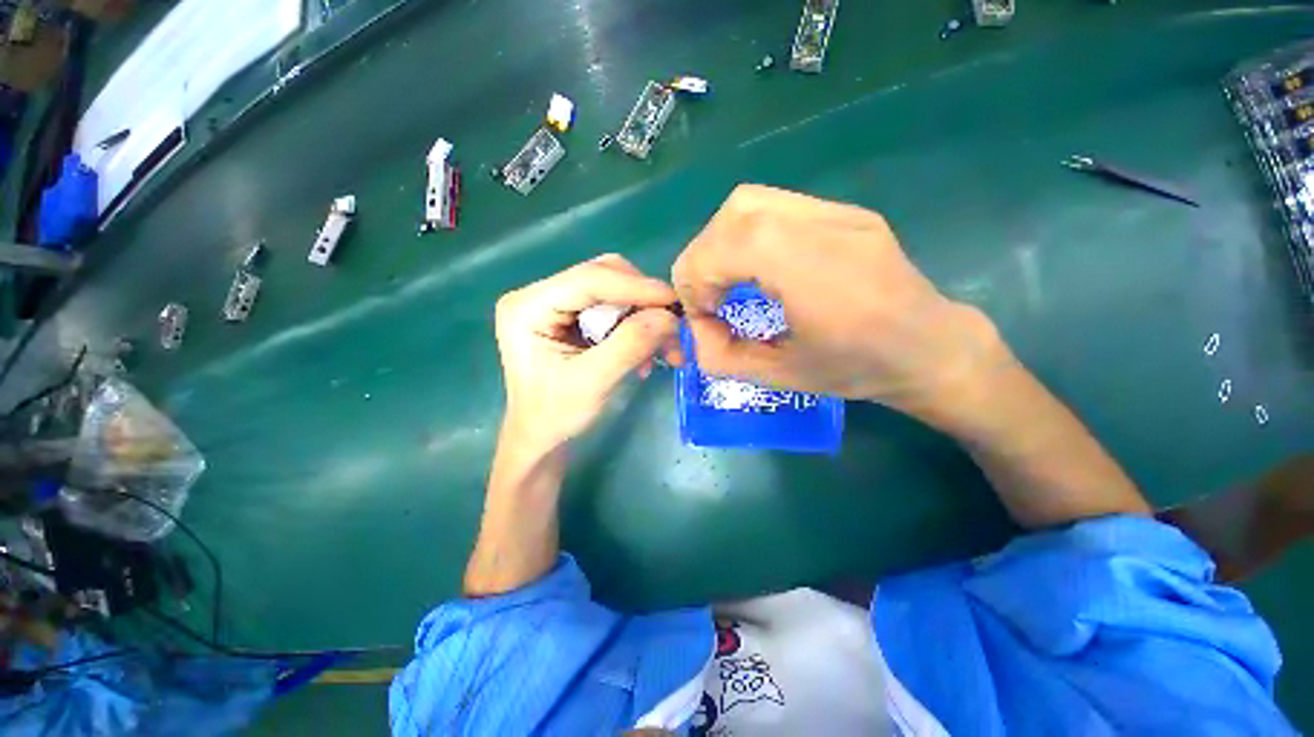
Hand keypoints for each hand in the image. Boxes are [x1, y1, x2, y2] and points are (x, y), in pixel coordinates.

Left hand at [494, 255, 680, 453]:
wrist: (541, 438)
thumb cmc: (555, 417)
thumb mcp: (593, 383)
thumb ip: (629, 345)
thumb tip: (669, 316)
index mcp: (528, 307)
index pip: (588, 280)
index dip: (635, 287)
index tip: (674, 300)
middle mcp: (540, 295)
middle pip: (604, 278)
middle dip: (642, 303)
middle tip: (673, 329)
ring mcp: (556, 304)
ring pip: (614, 292)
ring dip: (644, 318)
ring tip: (666, 351)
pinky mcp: (571, 317)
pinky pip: (614, 310)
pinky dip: (636, 328)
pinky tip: (645, 356)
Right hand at [672, 185, 1003, 415]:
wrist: (929, 347)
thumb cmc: (857, 369)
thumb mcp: (780, 377)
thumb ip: (722, 357)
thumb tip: (693, 331)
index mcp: (815, 276)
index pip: (728, 245)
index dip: (696, 277)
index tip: (703, 313)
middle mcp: (827, 228)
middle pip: (735, 214)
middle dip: (703, 256)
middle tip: (708, 295)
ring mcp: (838, 212)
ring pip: (751, 202)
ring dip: (721, 240)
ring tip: (726, 279)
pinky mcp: (843, 211)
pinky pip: (775, 207)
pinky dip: (746, 234)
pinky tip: (757, 266)